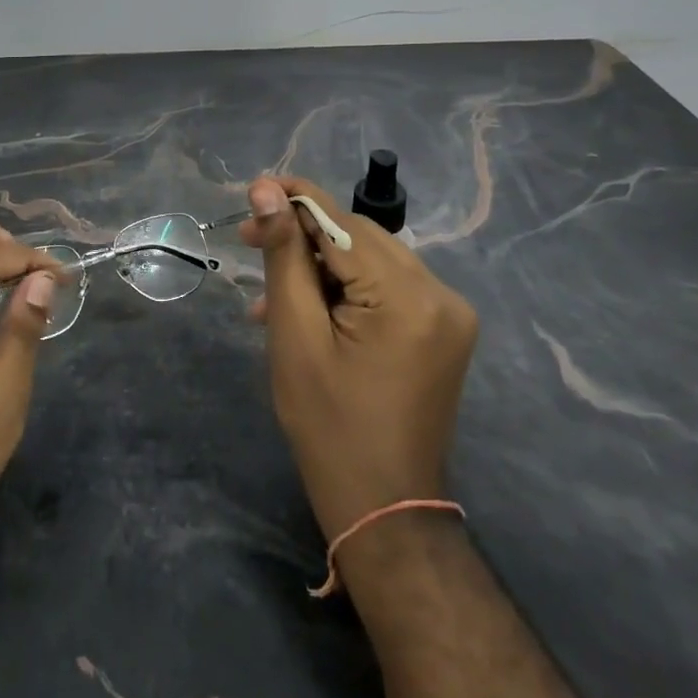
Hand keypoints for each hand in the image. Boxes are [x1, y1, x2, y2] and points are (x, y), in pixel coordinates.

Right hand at [242, 176, 477, 540]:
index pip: (343, 223)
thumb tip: (266, 189)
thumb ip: (284, 255)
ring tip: (269, 293)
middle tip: (249, 241)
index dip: (294, 201)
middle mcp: (441, 293)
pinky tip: (307, 308)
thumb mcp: (295, 334)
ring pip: (371, 259)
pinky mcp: (443, 328)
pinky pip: (387, 287)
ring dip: (321, 265)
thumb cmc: (328, 426)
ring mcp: (448, 312)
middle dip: (303, 236)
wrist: (384, 508)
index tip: (251, 192)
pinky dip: (346, 288)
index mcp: (409, 297)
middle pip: (359, 238)